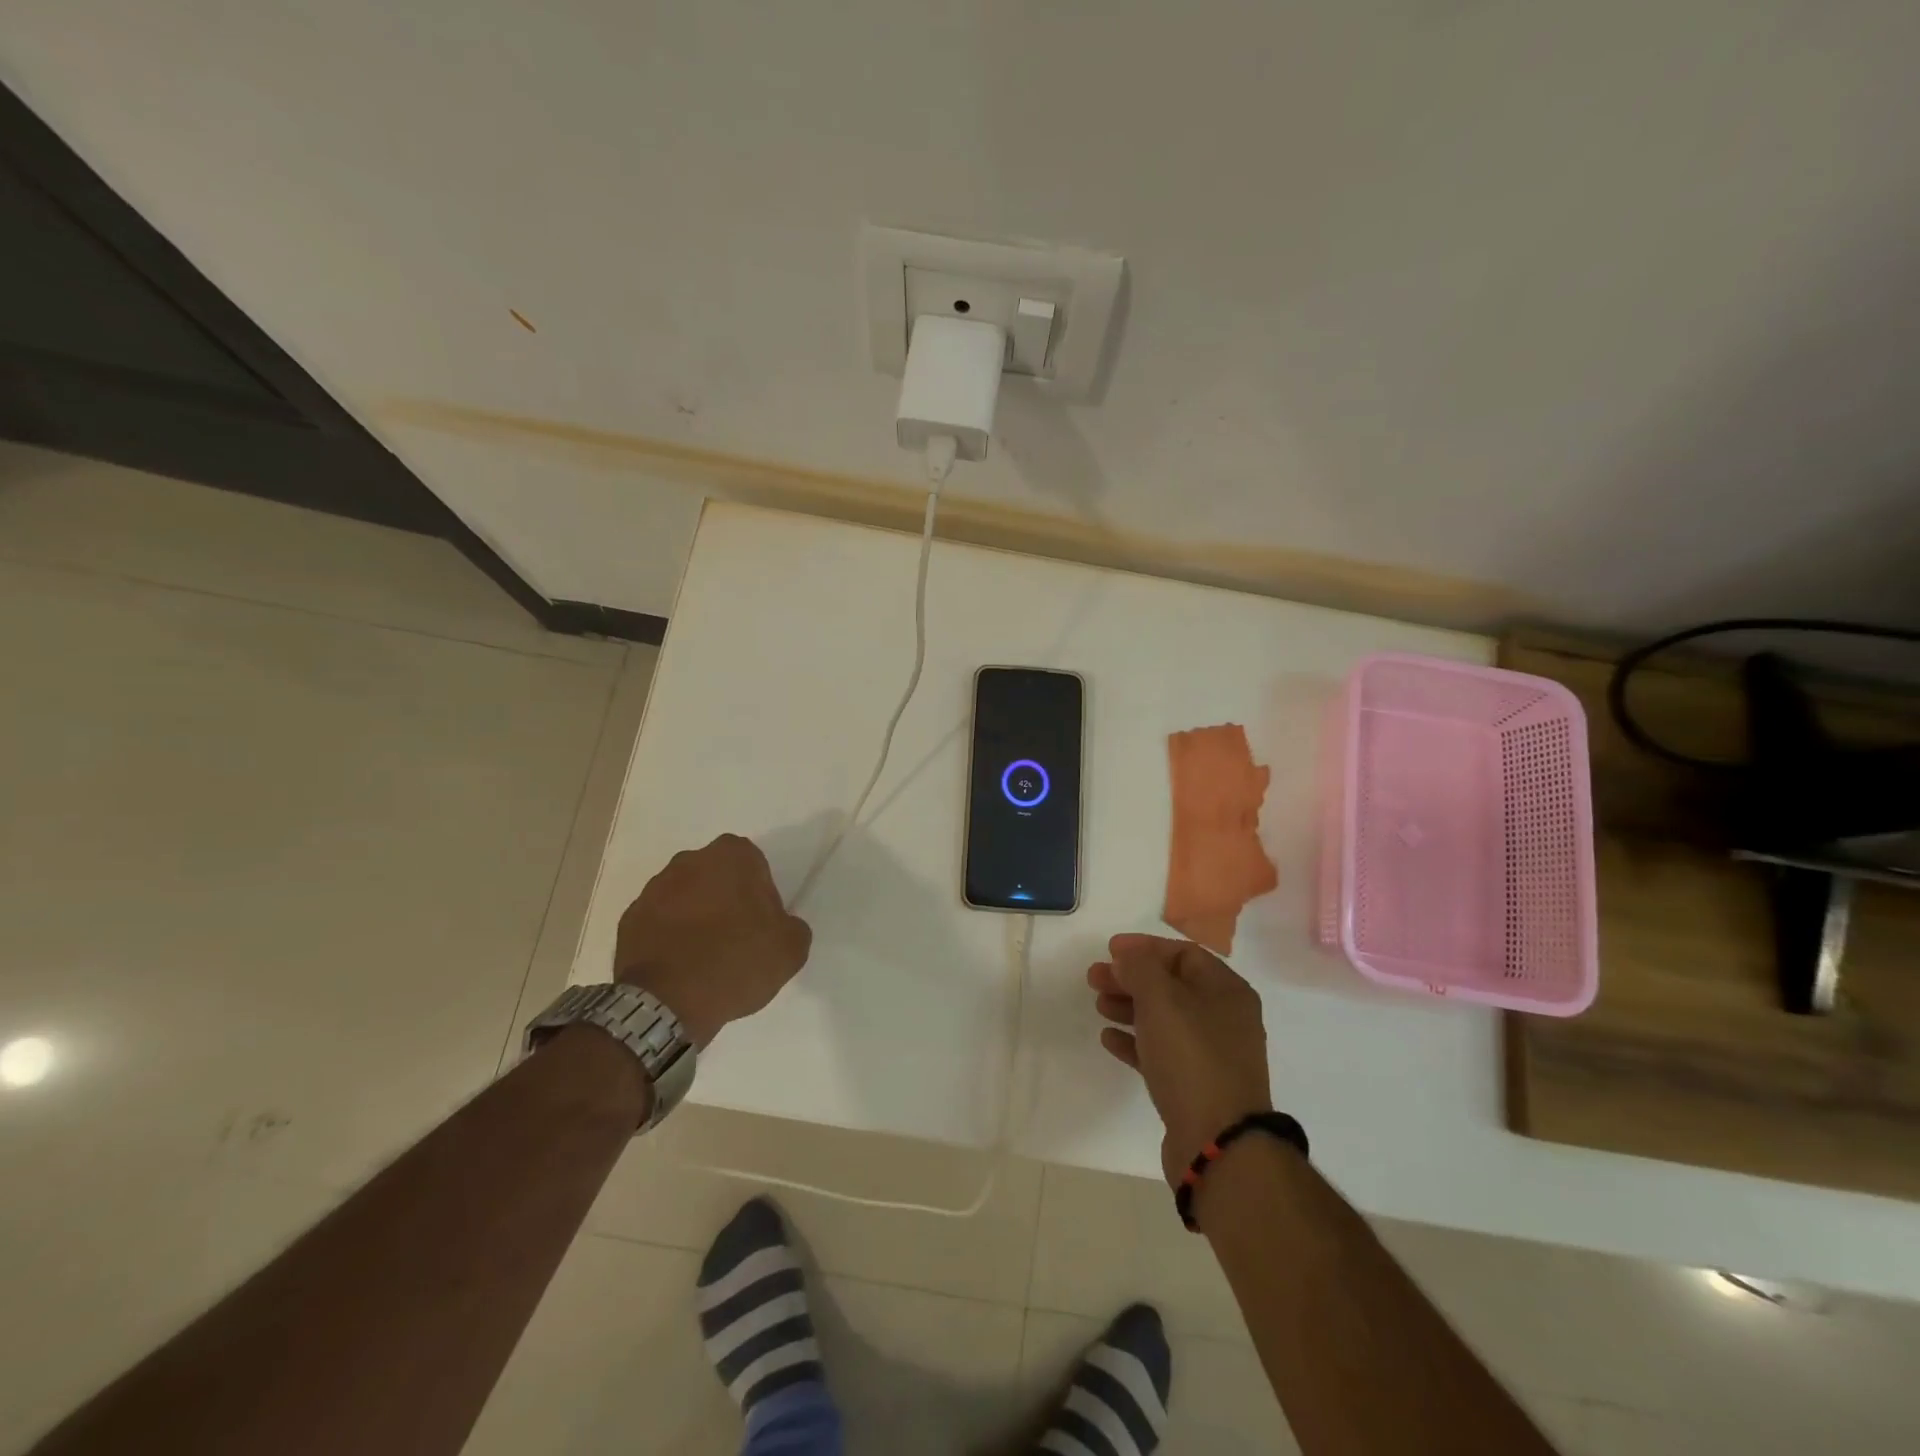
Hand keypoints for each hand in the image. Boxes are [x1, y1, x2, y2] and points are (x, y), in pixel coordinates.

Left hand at [613, 834, 811, 1047]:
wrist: (667, 1004)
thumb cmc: (736, 962)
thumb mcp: (791, 948)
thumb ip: (792, 926)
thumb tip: (779, 926)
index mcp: (731, 857)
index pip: (752, 862)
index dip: (759, 891)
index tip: (761, 921)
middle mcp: (689, 861)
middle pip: (716, 875)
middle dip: (725, 897)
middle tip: (736, 936)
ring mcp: (653, 889)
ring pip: (685, 896)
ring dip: (695, 915)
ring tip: (705, 956)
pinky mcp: (629, 919)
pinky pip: (659, 921)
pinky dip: (669, 936)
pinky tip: (680, 966)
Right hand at [1088, 933, 1273, 1186]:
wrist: (1218, 1143)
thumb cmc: (1192, 1058)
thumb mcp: (1162, 999)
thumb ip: (1140, 968)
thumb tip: (1127, 956)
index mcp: (1227, 991)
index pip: (1183, 953)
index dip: (1145, 947)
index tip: (1109, 950)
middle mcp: (1224, 1018)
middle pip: (1171, 985)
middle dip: (1131, 978)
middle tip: (1094, 978)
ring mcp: (1211, 1055)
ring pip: (1164, 1019)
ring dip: (1130, 1007)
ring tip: (1099, 1006)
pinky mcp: (1196, 1087)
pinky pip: (1161, 1053)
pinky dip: (1135, 1041)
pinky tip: (1109, 1040)